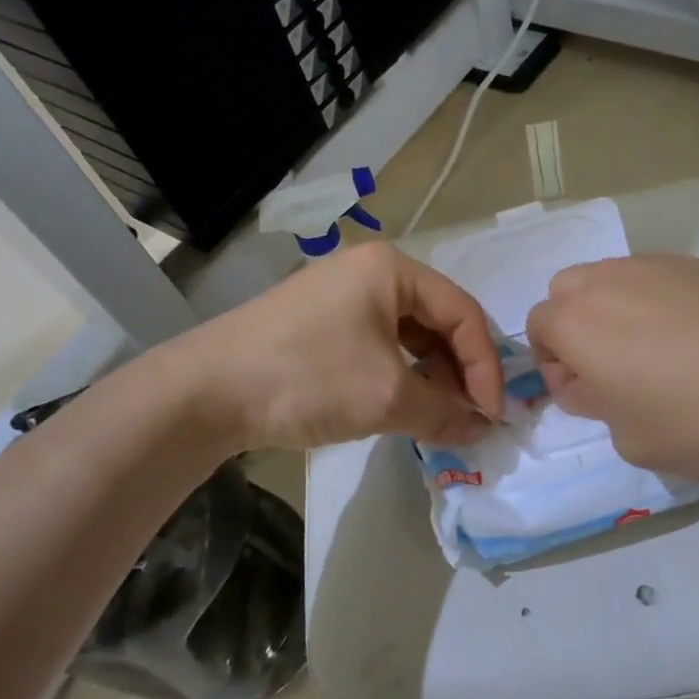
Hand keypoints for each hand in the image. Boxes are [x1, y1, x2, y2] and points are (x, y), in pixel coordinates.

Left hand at [181, 243, 504, 451]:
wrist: (204, 392)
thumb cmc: (306, 377)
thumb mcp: (386, 396)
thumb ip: (445, 412)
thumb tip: (481, 429)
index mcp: (392, 269)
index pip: (464, 312)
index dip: (487, 365)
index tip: (493, 414)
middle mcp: (371, 271)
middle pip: (439, 320)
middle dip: (460, 371)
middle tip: (469, 417)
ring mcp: (343, 295)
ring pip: (409, 335)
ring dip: (432, 376)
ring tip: (440, 416)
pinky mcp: (322, 323)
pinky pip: (380, 345)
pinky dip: (400, 376)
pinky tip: (403, 406)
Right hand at [525, 255, 698, 479]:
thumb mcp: (632, 441)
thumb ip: (597, 406)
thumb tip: (598, 383)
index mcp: (577, 322)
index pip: (537, 327)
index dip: (554, 367)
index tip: (588, 397)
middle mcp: (608, 280)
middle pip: (567, 291)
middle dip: (576, 327)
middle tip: (613, 369)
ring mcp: (658, 265)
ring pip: (613, 280)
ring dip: (616, 312)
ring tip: (659, 353)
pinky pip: (659, 279)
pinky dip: (660, 303)